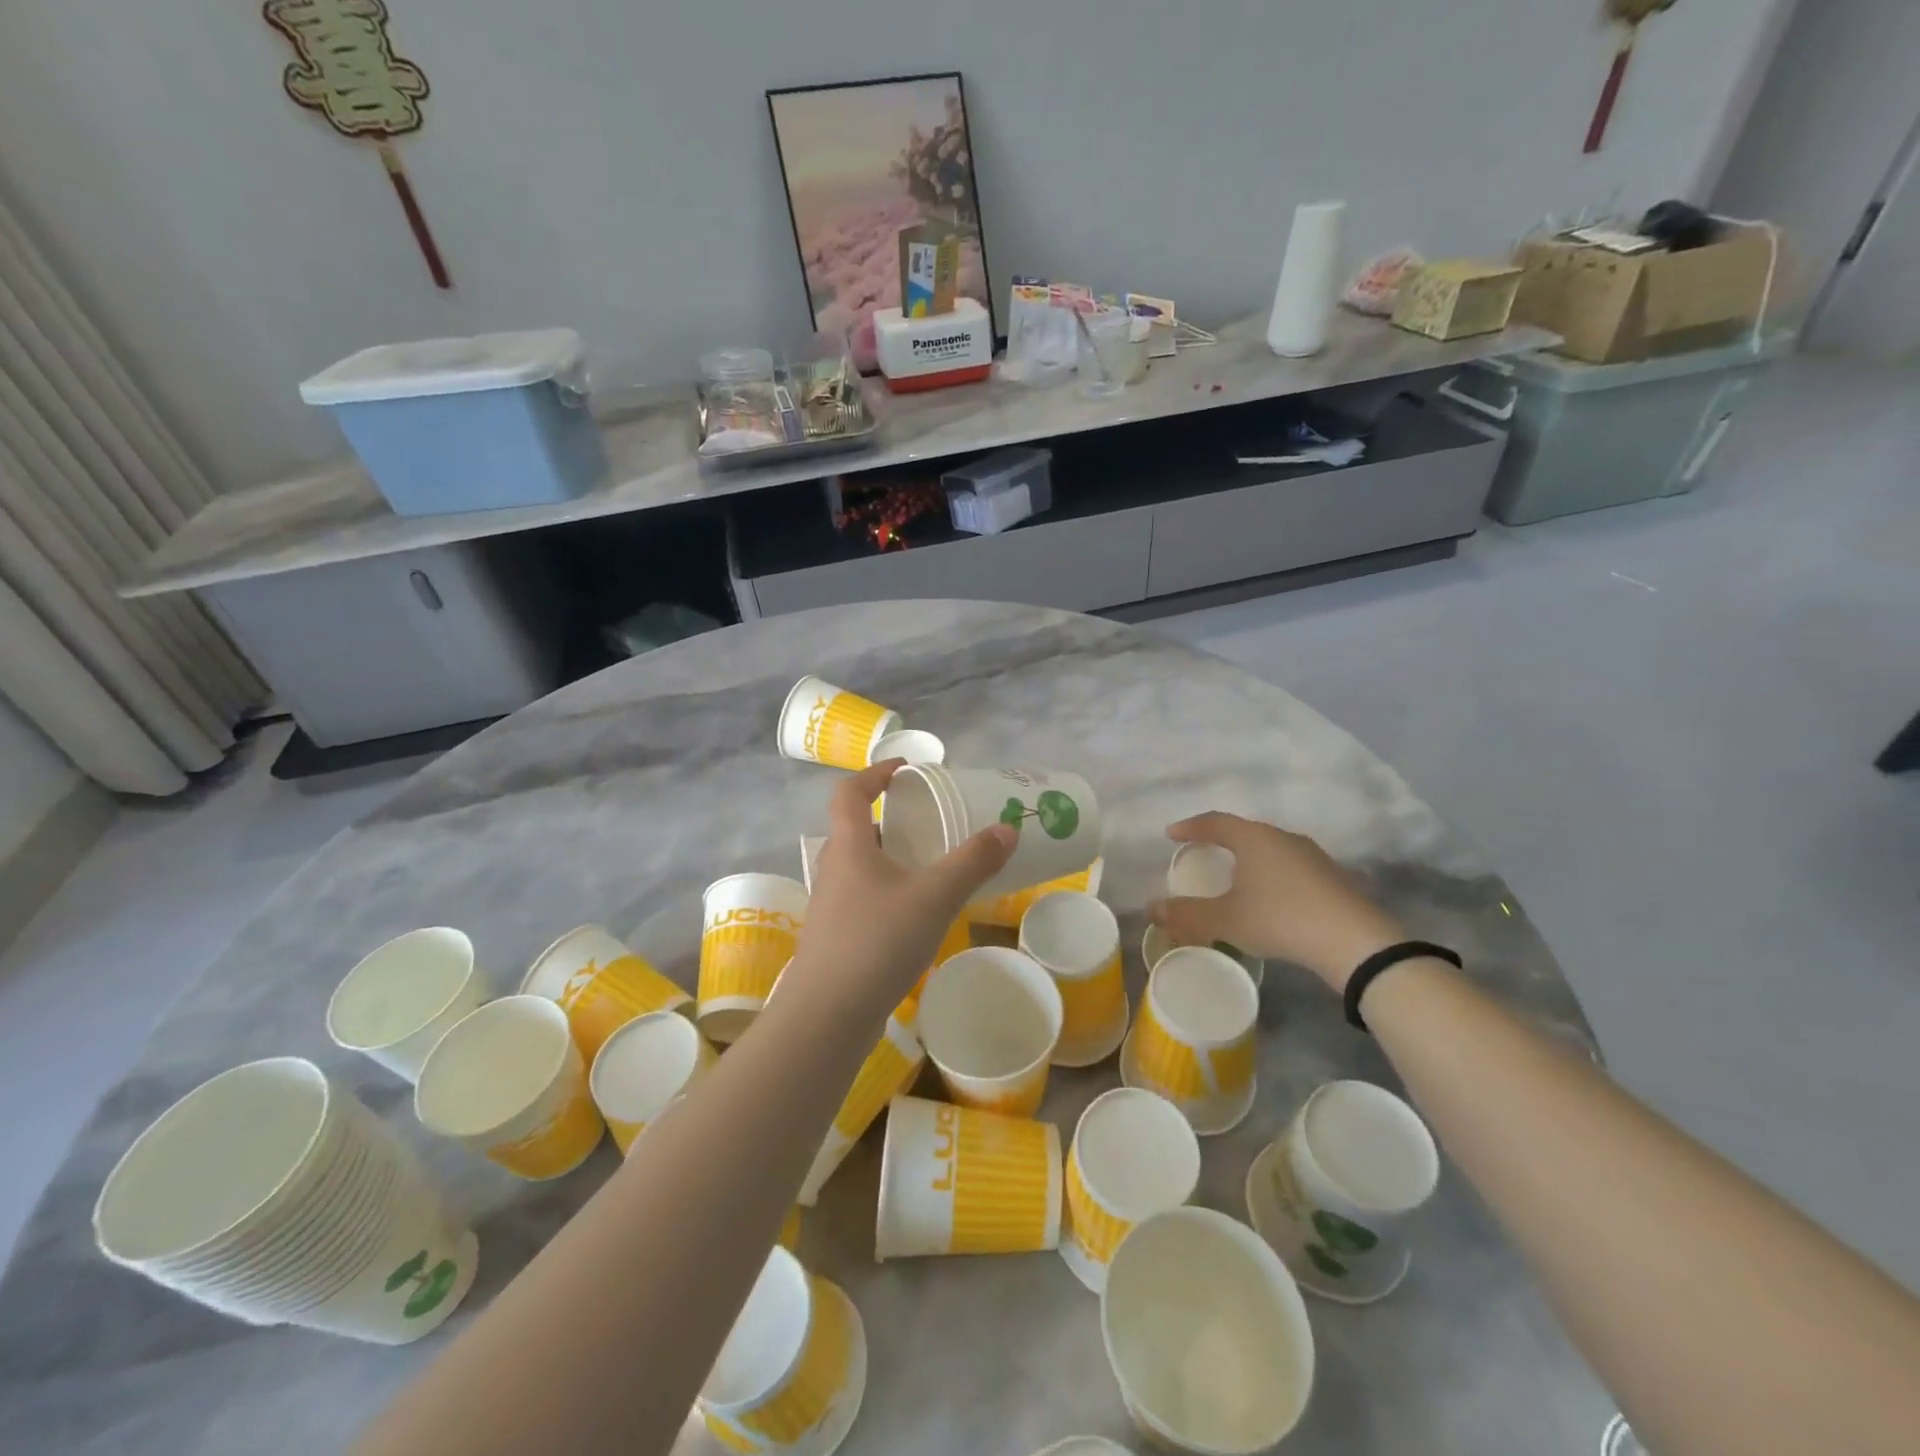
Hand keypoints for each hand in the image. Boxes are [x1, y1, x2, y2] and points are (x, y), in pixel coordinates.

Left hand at [788, 760, 1016, 1014]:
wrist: (827, 1016)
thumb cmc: (877, 942)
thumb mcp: (934, 897)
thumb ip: (972, 862)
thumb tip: (1007, 829)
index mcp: (849, 846)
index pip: (850, 792)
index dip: (874, 773)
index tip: (905, 770)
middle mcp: (834, 869)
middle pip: (857, 829)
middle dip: (892, 821)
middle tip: (930, 823)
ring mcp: (831, 906)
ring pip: (861, 868)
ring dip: (891, 859)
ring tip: (930, 867)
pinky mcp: (836, 938)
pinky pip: (864, 899)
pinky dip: (889, 893)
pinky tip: (916, 916)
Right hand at [1149, 812, 1405, 991]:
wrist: (1355, 942)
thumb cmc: (1280, 918)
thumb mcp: (1225, 919)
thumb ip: (1186, 914)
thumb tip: (1152, 909)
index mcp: (1254, 838)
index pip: (1215, 822)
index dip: (1190, 827)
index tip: (1171, 835)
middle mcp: (1284, 838)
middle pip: (1245, 833)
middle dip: (1221, 842)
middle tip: (1203, 853)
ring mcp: (1313, 856)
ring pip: (1271, 851)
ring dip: (1250, 861)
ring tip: (1236, 879)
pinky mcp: (1334, 878)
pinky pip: (1291, 869)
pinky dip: (1272, 878)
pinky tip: (1271, 900)